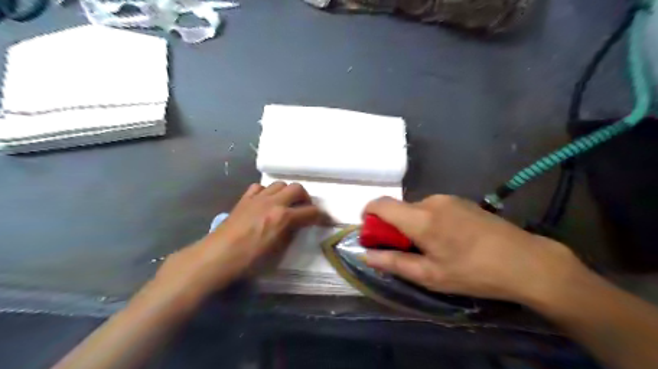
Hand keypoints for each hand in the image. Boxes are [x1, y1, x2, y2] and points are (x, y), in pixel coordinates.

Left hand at [151, 181, 320, 301]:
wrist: (217, 256)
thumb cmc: (248, 260)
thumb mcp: (276, 251)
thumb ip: (290, 234)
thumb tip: (297, 226)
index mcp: (283, 217)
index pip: (310, 212)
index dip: (321, 216)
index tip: (325, 220)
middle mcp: (273, 202)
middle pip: (297, 188)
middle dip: (305, 198)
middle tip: (304, 209)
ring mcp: (257, 198)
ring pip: (279, 184)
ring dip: (287, 192)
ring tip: (286, 204)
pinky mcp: (244, 199)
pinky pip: (260, 187)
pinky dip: (267, 192)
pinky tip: (265, 202)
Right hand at [366, 197, 584, 305]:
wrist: (525, 261)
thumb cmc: (473, 272)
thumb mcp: (430, 275)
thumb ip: (393, 263)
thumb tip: (366, 255)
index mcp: (420, 218)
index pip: (380, 204)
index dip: (368, 214)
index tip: (371, 232)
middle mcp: (431, 201)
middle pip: (398, 208)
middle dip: (393, 227)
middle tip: (405, 251)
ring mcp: (448, 199)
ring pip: (416, 209)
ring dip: (413, 225)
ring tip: (431, 248)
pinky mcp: (461, 201)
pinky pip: (433, 208)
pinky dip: (428, 221)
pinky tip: (449, 240)